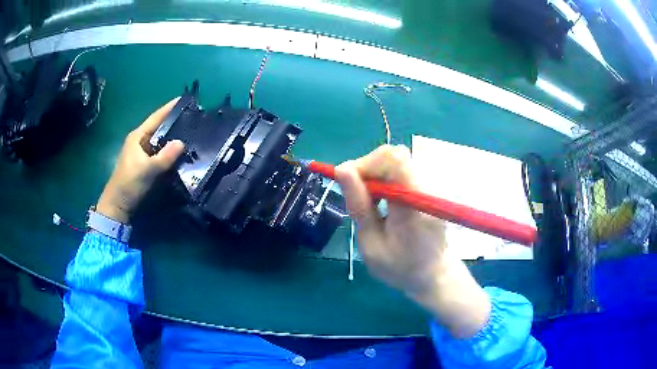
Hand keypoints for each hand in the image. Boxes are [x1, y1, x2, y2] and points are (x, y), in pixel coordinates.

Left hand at [96, 99, 184, 222]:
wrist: (117, 204)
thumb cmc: (129, 183)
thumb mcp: (147, 169)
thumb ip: (164, 156)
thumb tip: (181, 142)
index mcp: (137, 136)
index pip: (156, 117)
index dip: (169, 108)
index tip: (184, 99)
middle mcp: (139, 141)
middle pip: (158, 127)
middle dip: (173, 121)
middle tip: (191, 117)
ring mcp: (141, 152)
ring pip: (159, 140)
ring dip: (172, 136)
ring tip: (189, 132)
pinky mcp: (143, 163)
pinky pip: (158, 151)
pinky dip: (168, 150)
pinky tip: (178, 151)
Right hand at [335, 145, 489, 337]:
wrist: (434, 274)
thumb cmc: (401, 267)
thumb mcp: (372, 244)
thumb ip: (359, 206)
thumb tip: (343, 169)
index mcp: (412, 203)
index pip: (392, 159)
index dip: (365, 164)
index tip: (348, 185)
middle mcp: (425, 187)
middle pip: (392, 156)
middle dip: (367, 170)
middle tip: (357, 198)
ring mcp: (429, 186)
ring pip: (395, 162)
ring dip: (375, 177)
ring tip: (369, 205)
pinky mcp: (427, 188)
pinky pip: (401, 172)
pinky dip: (384, 181)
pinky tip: (382, 204)